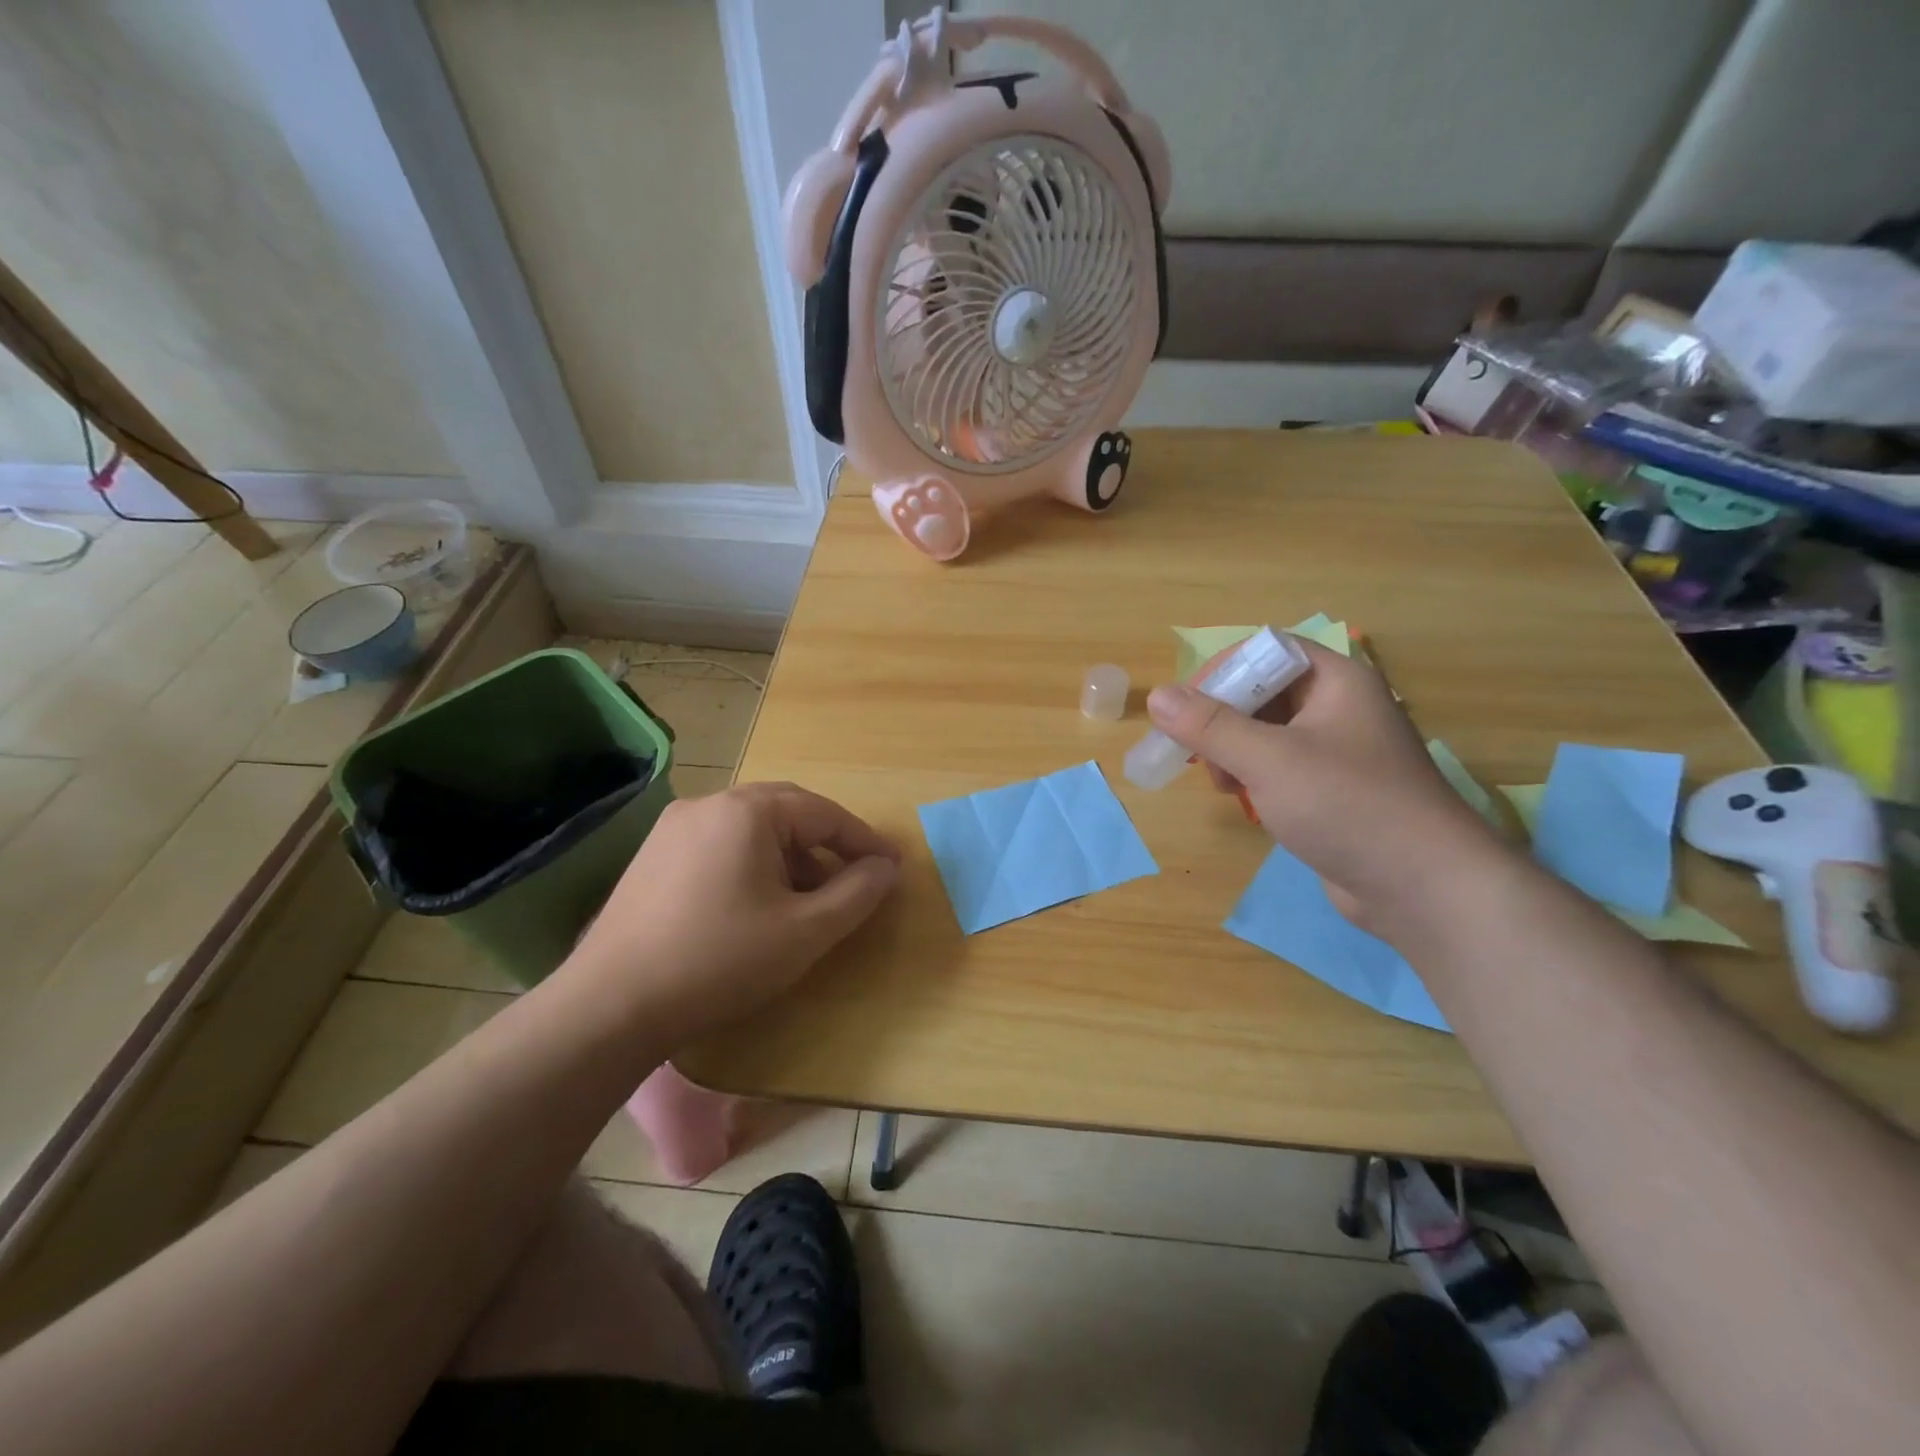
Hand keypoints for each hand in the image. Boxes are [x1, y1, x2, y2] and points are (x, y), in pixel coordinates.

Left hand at [561, 783, 900, 1043]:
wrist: (610, 1006)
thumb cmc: (720, 960)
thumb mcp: (805, 931)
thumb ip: (856, 893)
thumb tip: (887, 867)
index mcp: (747, 811)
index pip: (823, 813)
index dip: (864, 840)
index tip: (892, 867)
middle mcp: (709, 804)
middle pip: (786, 811)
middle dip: (826, 843)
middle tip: (854, 876)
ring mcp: (674, 828)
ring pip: (751, 829)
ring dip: (789, 855)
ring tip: (806, 898)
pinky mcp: (652, 857)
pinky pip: (719, 844)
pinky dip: (752, 863)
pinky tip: (756, 904)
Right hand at [1146, 638, 1508, 926]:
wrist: (1424, 888)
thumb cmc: (1347, 805)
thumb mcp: (1269, 760)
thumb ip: (1210, 726)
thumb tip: (1157, 697)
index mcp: (1336, 682)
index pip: (1268, 650)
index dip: (1224, 670)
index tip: (1187, 706)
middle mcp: (1339, 708)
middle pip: (1263, 692)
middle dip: (1222, 719)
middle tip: (1197, 752)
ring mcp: (1337, 752)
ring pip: (1266, 733)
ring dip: (1232, 752)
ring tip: (1221, 783)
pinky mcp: (1332, 792)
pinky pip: (1279, 768)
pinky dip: (1253, 778)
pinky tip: (1245, 802)